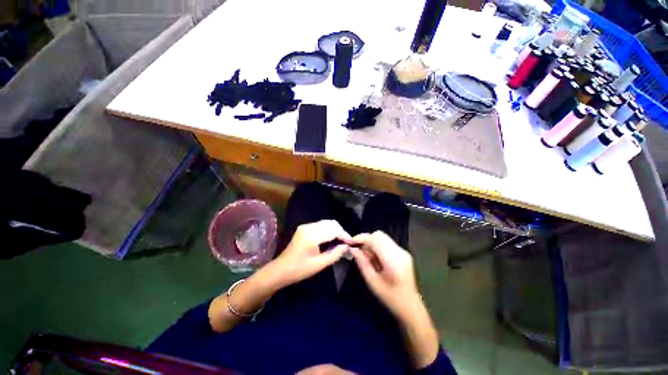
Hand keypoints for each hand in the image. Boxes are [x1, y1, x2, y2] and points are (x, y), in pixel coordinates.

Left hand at [271, 220, 350, 286]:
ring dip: (335, 230)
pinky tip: (330, 239)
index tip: (351, 243)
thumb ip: (335, 254)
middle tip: (346, 243)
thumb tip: (346, 246)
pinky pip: (321, 225)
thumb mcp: (319, 264)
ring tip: (340, 242)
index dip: (344, 235)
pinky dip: (328, 230)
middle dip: (341, 232)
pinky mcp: (304, 227)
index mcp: (312, 236)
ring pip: (326, 223)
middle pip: (331, 223)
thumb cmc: (299, 270)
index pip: (333, 230)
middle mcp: (309, 227)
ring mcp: (306, 226)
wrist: (281, 269)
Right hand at [350, 231, 419, 318]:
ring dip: (372, 243)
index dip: (361, 238)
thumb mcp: (372, 282)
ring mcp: (403, 251)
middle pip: (379, 235)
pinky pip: (387, 242)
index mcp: (393, 260)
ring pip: (382, 237)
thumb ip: (362, 263)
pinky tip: (376, 259)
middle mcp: (399, 252)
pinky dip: (378, 246)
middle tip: (359, 251)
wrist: (411, 306)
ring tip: (368, 257)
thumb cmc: (390, 298)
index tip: (351, 243)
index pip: (375, 239)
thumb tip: (353, 249)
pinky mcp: (403, 252)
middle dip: (366, 240)